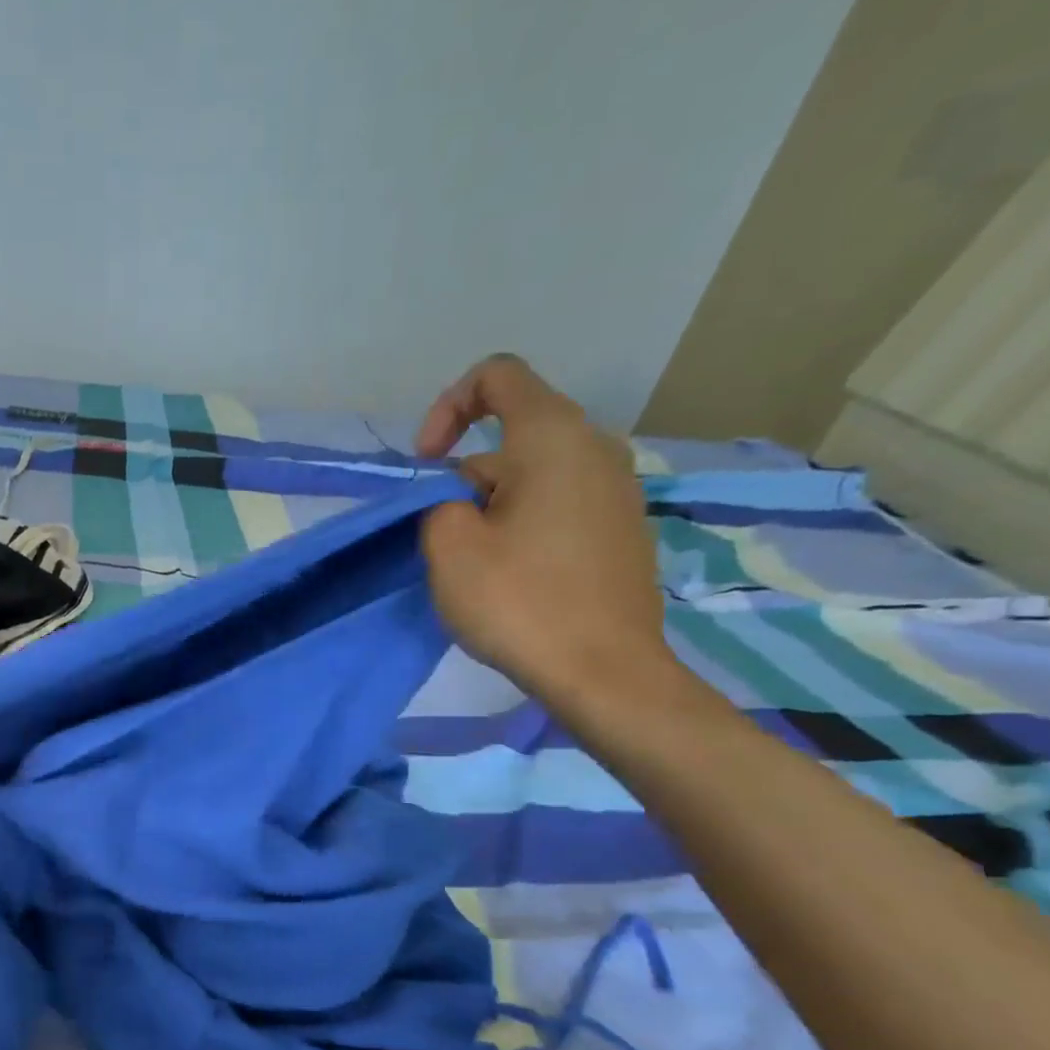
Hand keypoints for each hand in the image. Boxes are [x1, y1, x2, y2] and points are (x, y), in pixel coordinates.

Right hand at [415, 355, 670, 705]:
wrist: (605, 673)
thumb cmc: (521, 601)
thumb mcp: (449, 546)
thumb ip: (437, 502)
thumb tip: (459, 502)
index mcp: (554, 437)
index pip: (497, 376)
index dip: (448, 407)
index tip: (427, 464)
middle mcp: (596, 449)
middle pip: (513, 435)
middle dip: (464, 477)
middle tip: (443, 538)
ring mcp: (617, 491)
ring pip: (534, 475)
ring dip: (491, 506)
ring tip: (474, 564)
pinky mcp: (622, 531)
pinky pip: (559, 505)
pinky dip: (523, 524)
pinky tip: (512, 578)